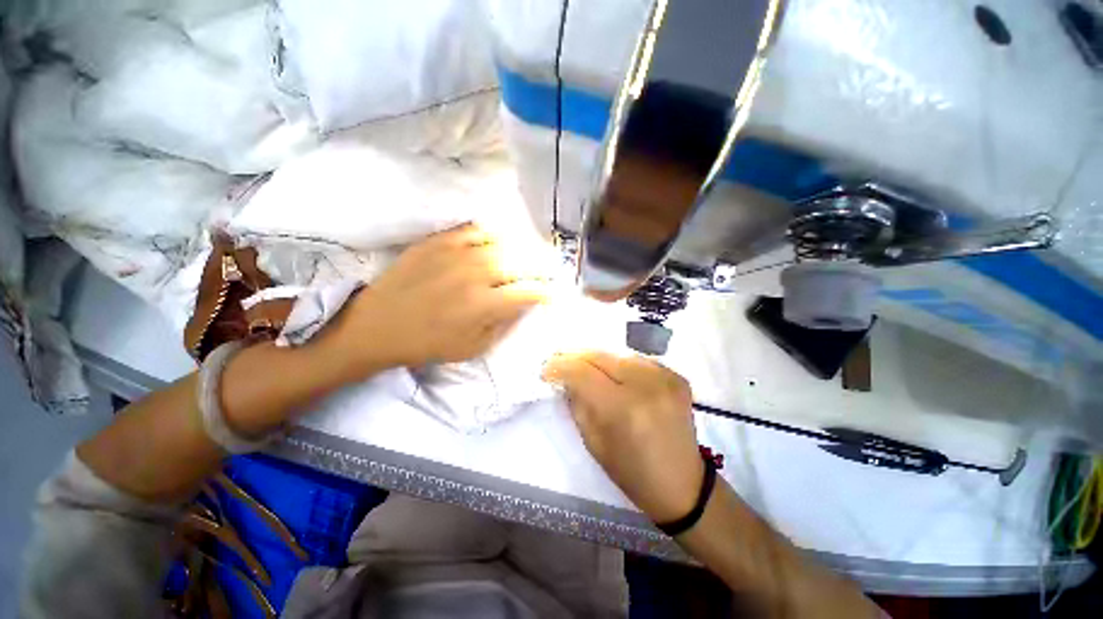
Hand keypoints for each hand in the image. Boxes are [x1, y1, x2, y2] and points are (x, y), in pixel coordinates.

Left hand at [324, 224, 549, 371]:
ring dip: (522, 249)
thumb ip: (504, 325)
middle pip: (522, 262)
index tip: (552, 294)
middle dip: (542, 266)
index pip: (529, 292)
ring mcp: (456, 253)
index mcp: (484, 304)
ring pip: (503, 243)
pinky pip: (474, 229)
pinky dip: (492, 234)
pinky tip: (497, 242)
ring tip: (529, 254)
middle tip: (549, 269)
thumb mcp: (473, 349)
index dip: (546, 292)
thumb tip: (525, 305)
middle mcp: (475, 274)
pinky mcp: (438, 241)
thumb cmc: (427, 344)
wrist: (377, 325)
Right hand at [542, 352, 704, 522]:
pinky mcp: (676, 377)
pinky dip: (622, 367)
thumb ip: (577, 403)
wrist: (682, 484)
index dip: (560, 366)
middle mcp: (645, 385)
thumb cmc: (631, 472)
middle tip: (561, 363)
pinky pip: (638, 362)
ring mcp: (665, 378)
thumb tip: (566, 378)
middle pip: (600, 356)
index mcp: (622, 408)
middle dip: (576, 358)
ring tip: (588, 371)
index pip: (582, 372)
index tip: (546, 369)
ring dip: (598, 361)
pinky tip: (618, 379)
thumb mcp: (593, 442)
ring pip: (618, 355)